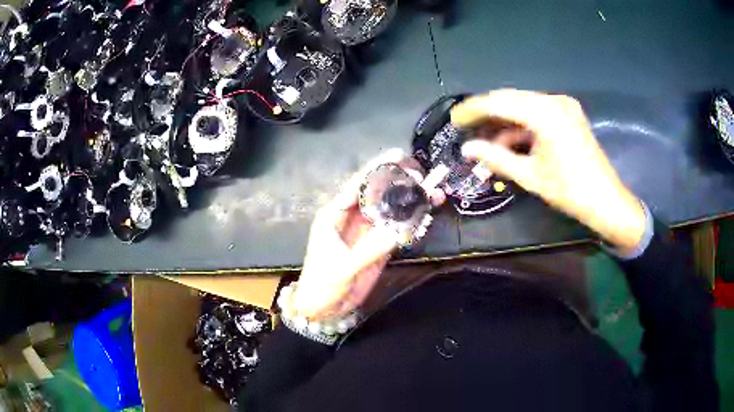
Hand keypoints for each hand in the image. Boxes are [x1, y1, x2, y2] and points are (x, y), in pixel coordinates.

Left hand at [293, 149, 443, 320]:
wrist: (324, 308)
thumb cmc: (322, 284)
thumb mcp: (342, 268)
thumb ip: (369, 251)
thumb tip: (399, 232)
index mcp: (335, 214)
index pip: (358, 184)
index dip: (378, 168)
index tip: (400, 155)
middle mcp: (353, 217)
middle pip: (379, 192)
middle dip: (401, 181)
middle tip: (424, 177)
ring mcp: (368, 231)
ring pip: (392, 208)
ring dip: (412, 200)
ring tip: (435, 194)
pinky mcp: (379, 245)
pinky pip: (398, 228)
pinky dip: (413, 221)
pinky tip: (427, 215)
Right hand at [451, 89, 646, 251]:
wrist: (606, 200)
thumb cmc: (569, 191)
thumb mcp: (529, 175)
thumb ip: (496, 157)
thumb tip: (466, 148)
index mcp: (545, 113)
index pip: (499, 102)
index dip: (473, 110)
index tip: (453, 120)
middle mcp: (553, 100)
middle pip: (510, 99)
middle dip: (486, 113)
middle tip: (465, 127)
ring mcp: (563, 105)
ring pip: (522, 105)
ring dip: (503, 121)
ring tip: (486, 141)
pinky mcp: (567, 114)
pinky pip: (536, 113)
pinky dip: (521, 125)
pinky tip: (509, 141)